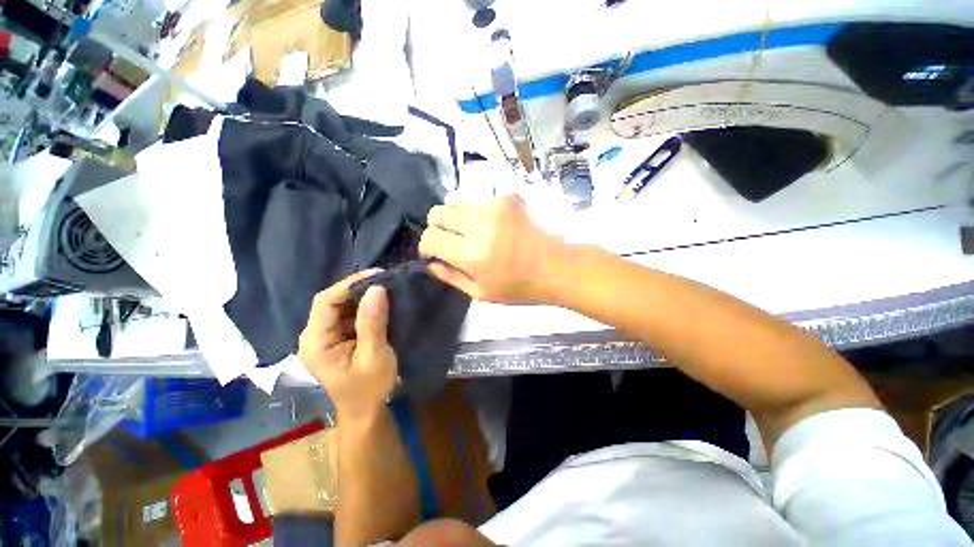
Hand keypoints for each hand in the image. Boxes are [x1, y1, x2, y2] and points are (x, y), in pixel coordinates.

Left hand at [298, 270, 396, 422]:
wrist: (366, 409)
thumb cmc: (369, 388)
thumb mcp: (374, 356)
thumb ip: (373, 323)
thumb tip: (377, 289)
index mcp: (315, 342)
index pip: (325, 302)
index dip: (349, 285)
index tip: (377, 275)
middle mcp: (314, 335)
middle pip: (331, 301)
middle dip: (357, 288)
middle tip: (385, 279)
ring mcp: (325, 336)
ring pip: (341, 305)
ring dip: (362, 295)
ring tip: (386, 286)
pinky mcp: (337, 337)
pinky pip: (349, 313)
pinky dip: (365, 305)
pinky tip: (381, 301)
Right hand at [418, 195, 565, 303]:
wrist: (556, 266)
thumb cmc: (519, 287)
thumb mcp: (481, 293)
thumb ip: (450, 277)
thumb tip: (429, 263)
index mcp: (472, 254)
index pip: (430, 238)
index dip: (426, 246)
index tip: (434, 253)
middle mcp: (479, 224)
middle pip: (437, 212)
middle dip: (437, 227)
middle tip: (450, 241)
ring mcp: (494, 206)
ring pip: (455, 201)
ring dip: (456, 218)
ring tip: (471, 232)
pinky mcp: (507, 197)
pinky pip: (478, 199)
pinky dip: (476, 212)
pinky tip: (491, 225)